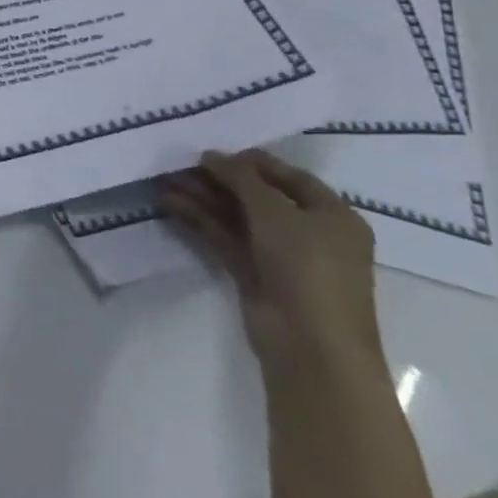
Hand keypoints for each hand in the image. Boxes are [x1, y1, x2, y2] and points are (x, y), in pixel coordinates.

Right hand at [159, 149, 383, 374]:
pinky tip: (171, 204)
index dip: (252, 162)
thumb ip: (242, 178)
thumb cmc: (307, 267)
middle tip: (180, 165)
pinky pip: (225, 238)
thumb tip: (211, 155)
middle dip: (218, 180)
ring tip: (164, 181)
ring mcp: (281, 257)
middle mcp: (309, 234)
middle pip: (258, 197)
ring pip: (236, 217)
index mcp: (333, 216)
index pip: (290, 177)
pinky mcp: (255, 275)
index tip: (213, 151)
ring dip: (202, 198)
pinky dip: (200, 221)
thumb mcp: (275, 212)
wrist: (310, 345)